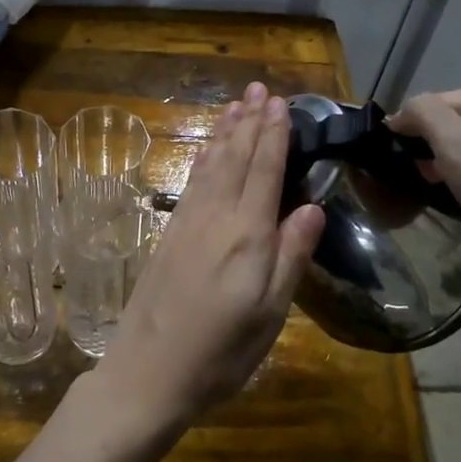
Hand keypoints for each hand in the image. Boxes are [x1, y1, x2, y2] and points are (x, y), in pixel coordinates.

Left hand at [92, 82, 324, 437]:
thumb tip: (313, 206)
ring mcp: (187, 224)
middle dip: (250, 122)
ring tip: (235, 105)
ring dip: (225, 134)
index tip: (280, 102)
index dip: (274, 135)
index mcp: (247, 236)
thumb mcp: (270, 315)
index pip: (265, 171)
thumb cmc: (220, 353)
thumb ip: (290, 257)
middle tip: (259, 88)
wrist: (147, 373)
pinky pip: (193, 184)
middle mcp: (216, 219)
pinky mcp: (169, 236)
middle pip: (236, 159)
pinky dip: (204, 159)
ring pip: (211, 166)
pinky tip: (208, 152)